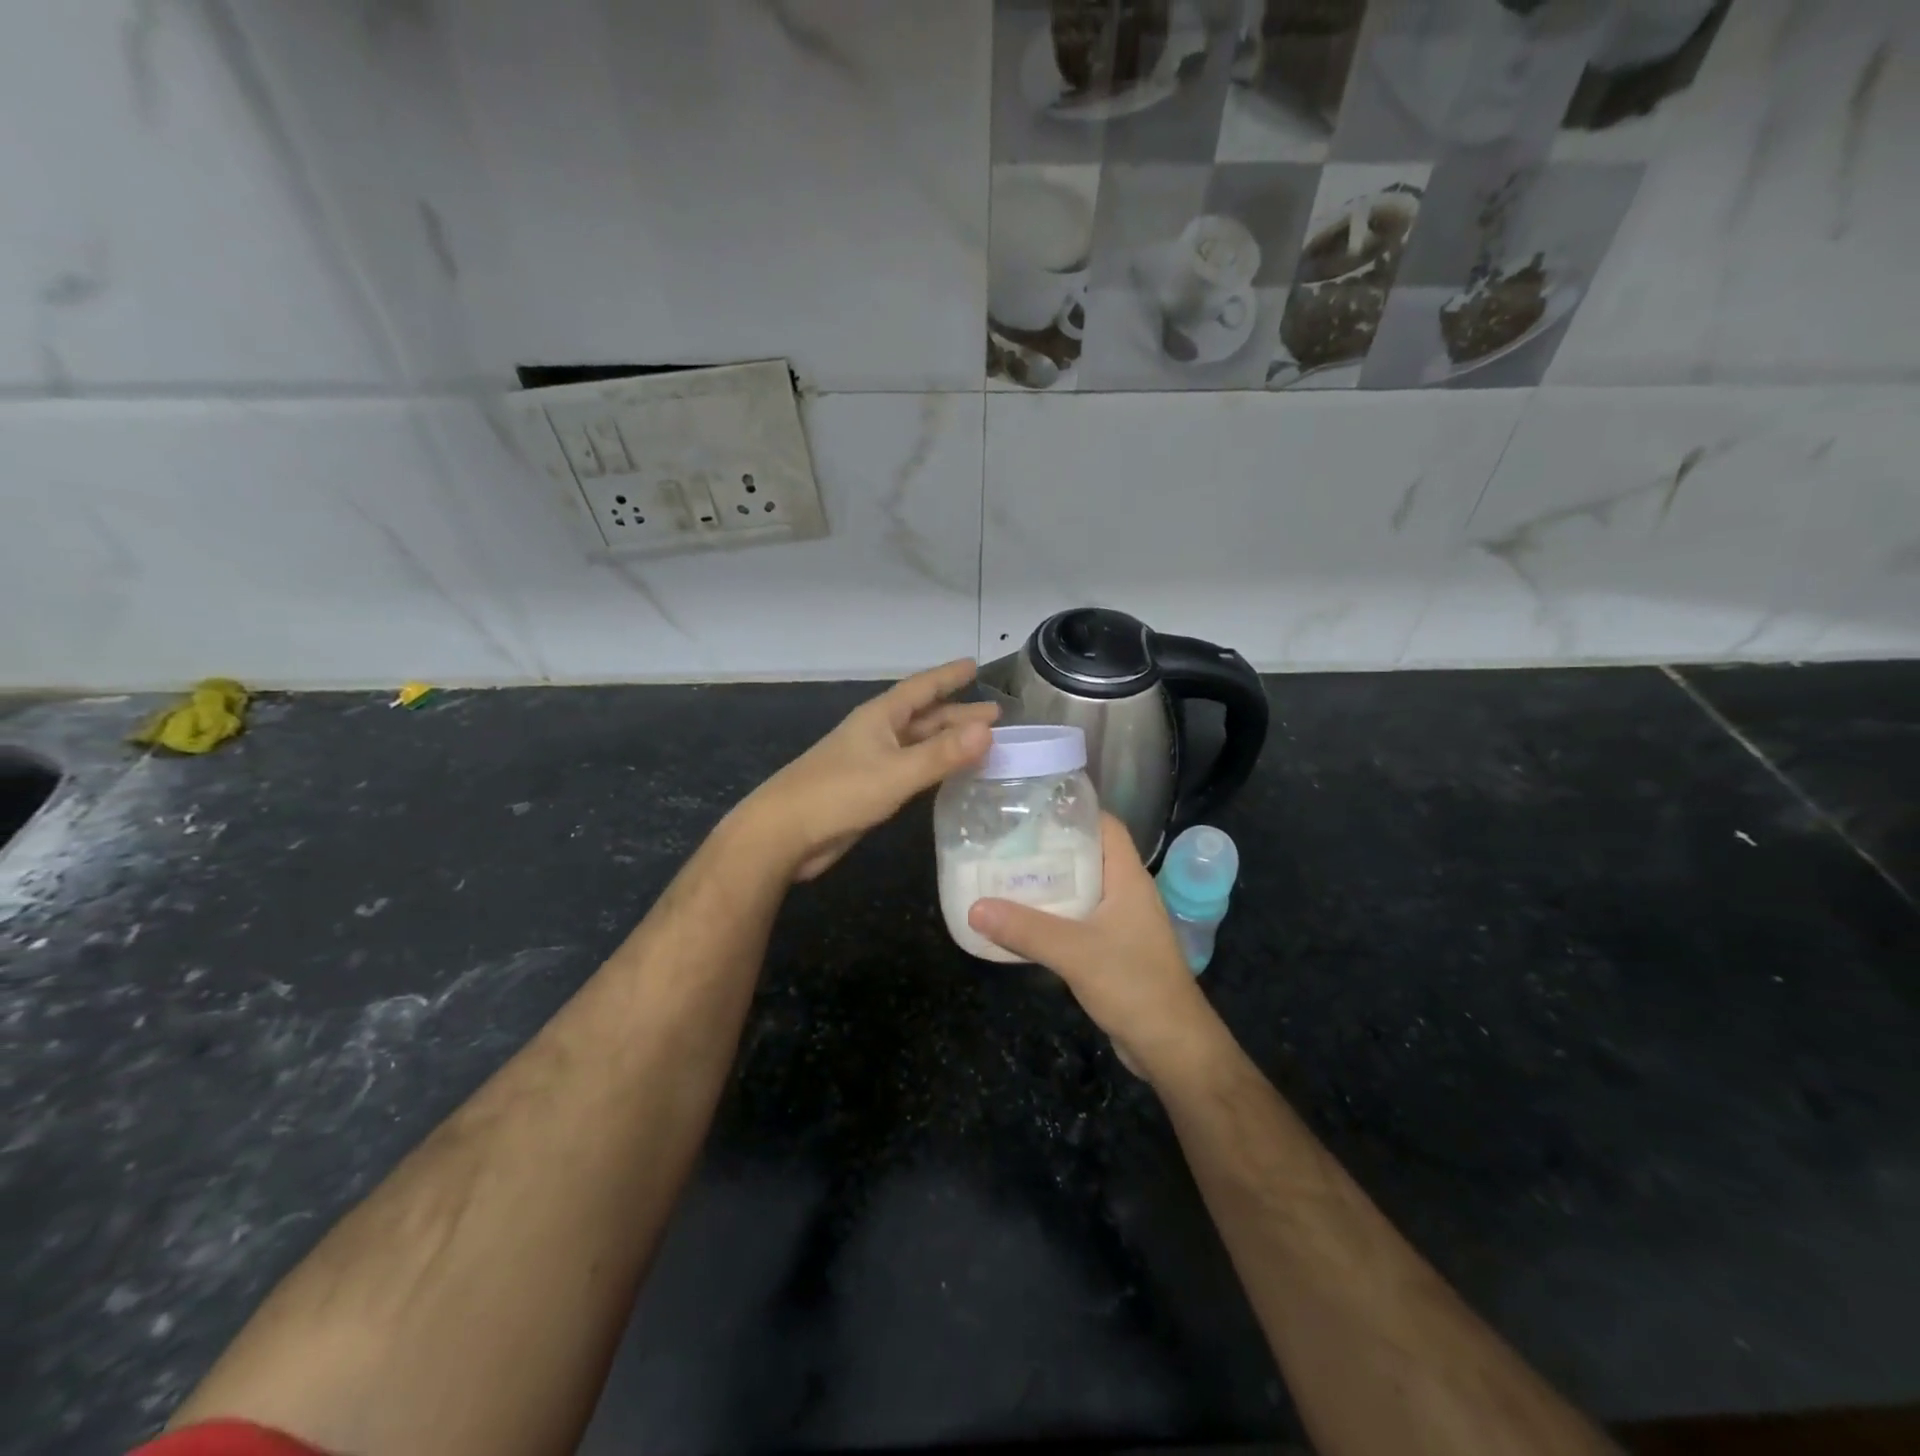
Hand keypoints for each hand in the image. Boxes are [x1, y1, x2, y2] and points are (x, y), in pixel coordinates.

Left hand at [740, 659, 996, 881]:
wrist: (785, 833)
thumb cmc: (838, 793)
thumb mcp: (896, 772)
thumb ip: (941, 754)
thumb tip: (988, 730)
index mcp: (880, 717)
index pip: (922, 688)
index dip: (948, 677)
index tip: (973, 665)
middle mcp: (877, 733)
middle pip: (924, 717)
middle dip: (958, 715)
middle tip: (995, 715)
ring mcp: (871, 761)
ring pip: (918, 744)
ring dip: (948, 742)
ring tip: (982, 743)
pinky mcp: (869, 788)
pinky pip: (911, 768)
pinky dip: (934, 767)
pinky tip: (949, 775)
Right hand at [967, 815, 1217, 1078]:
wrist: (1171, 1046)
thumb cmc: (1133, 984)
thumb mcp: (1074, 952)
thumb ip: (1025, 929)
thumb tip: (975, 907)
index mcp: (1128, 878)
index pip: (1106, 826)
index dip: (1074, 811)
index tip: (1032, 809)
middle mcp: (1127, 893)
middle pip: (1089, 856)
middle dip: (1050, 849)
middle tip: (1006, 844)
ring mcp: (1123, 923)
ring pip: (1082, 890)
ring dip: (1050, 885)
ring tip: (1006, 877)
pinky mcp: (1114, 950)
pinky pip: (1080, 920)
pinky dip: (1054, 916)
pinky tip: (1024, 922)